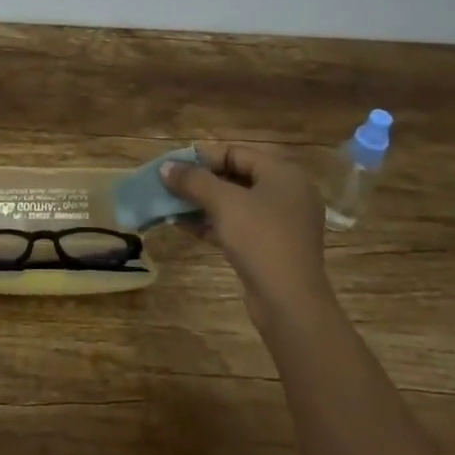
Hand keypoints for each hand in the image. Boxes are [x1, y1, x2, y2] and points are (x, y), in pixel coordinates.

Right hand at [161, 143, 339, 329]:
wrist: (289, 301)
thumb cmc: (260, 238)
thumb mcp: (223, 203)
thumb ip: (193, 180)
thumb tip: (166, 167)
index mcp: (284, 174)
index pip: (236, 154)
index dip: (202, 158)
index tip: (173, 167)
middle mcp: (287, 193)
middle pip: (236, 177)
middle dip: (200, 182)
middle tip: (169, 186)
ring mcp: (281, 222)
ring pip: (235, 203)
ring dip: (202, 203)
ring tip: (170, 205)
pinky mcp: (272, 247)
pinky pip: (238, 225)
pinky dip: (213, 223)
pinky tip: (183, 225)